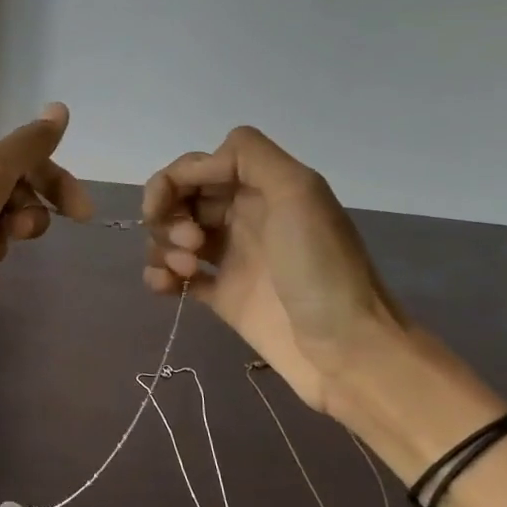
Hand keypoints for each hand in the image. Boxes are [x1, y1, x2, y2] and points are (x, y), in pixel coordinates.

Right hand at [142, 127, 405, 412]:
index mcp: (263, 186)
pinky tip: (167, 288)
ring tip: (186, 271)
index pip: (198, 165)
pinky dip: (160, 276)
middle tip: (191, 245)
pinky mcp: (221, 294)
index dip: (172, 180)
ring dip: (163, 247)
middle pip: (181, 198)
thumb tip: (197, 164)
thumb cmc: (321, 269)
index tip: (163, 208)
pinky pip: (176, 274)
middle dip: (168, 216)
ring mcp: (231, 256)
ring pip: (173, 235)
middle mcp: (244, 215)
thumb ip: (250, 157)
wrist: (345, 349)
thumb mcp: (298, 193)